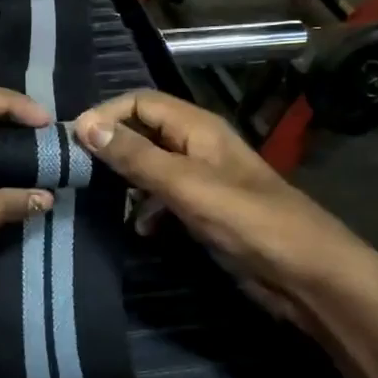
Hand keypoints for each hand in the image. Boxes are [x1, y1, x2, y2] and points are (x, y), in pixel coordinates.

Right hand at [73, 90, 377, 324]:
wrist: (306, 275)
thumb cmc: (249, 222)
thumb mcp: (186, 186)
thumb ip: (136, 156)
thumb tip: (84, 125)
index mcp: (198, 128)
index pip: (140, 102)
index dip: (105, 115)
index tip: (71, 142)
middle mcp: (198, 146)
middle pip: (143, 131)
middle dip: (111, 147)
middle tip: (76, 172)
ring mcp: (202, 180)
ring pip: (150, 167)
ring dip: (124, 180)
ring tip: (99, 201)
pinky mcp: (205, 211)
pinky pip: (163, 198)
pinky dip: (145, 208)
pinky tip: (137, 228)